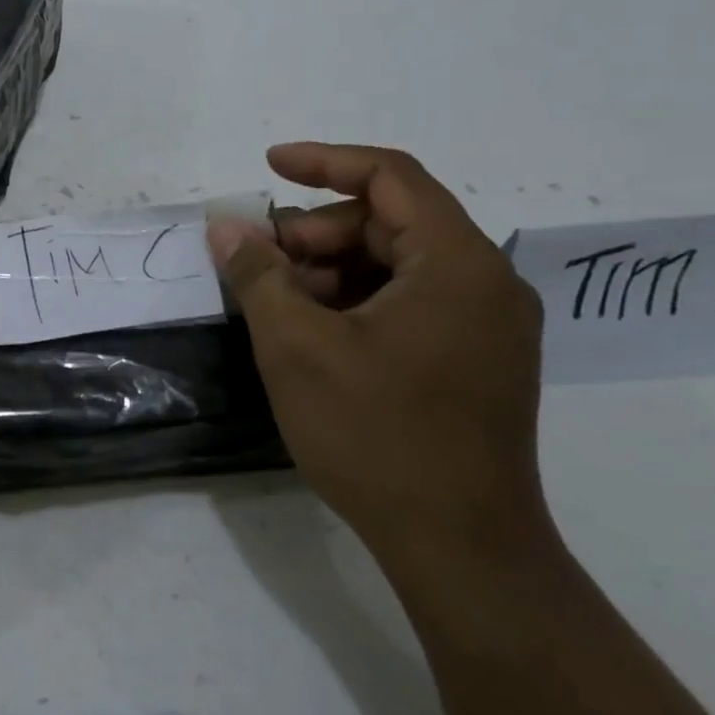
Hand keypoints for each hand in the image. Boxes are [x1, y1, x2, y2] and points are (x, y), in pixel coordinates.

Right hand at [208, 144, 545, 573]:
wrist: (462, 552)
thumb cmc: (378, 437)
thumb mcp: (297, 347)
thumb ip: (258, 275)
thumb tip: (227, 227)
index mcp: (457, 264)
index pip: (390, 177)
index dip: (323, 162)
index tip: (268, 167)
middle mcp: (486, 283)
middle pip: (390, 223)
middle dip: (317, 234)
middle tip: (260, 265)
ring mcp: (487, 326)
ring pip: (396, 265)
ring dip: (332, 271)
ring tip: (280, 307)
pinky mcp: (478, 361)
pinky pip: (410, 302)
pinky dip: (357, 302)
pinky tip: (314, 335)